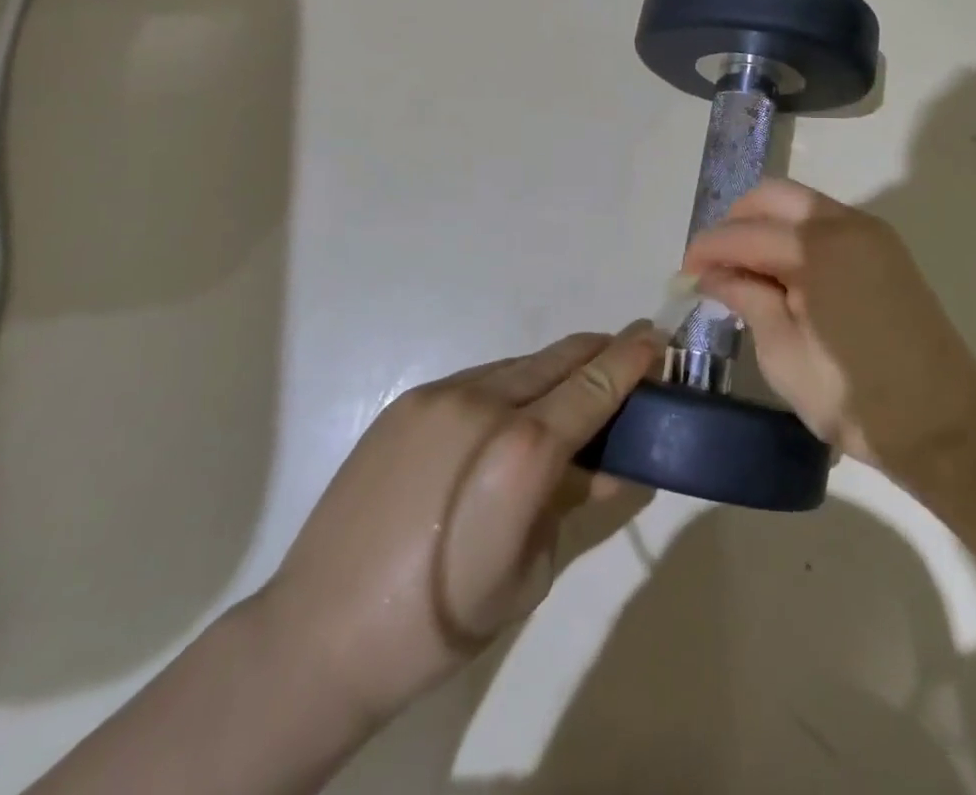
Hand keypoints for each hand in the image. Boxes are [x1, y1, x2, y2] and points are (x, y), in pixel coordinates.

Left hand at [258, 324, 664, 728]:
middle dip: (600, 354)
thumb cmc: (441, 623)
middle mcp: (484, 403)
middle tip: (626, 362)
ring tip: (568, 399)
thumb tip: (606, 463)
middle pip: (561, 357)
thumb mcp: (530, 570)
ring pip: (520, 365)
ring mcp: (440, 395)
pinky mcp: (408, 401)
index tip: (656, 338)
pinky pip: (479, 379)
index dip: (632, 356)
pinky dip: (511, 387)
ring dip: (555, 372)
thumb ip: (571, 500)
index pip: (595, 383)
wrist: (319, 636)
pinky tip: (507, 420)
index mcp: (522, 452)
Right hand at [683, 180, 975, 466]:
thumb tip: (710, 273)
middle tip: (714, 265)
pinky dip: (794, 234)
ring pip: (800, 204)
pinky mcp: (884, 248)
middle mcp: (845, 222)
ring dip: (765, 225)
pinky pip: (825, 222)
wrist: (945, 423)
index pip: (744, 232)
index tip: (683, 274)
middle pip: (772, 196)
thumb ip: (746, 298)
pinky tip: (783, 273)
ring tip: (745, 271)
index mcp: (817, 247)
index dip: (707, 249)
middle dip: (735, 222)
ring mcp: (870, 232)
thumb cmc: (855, 397)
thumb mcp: (783, 353)